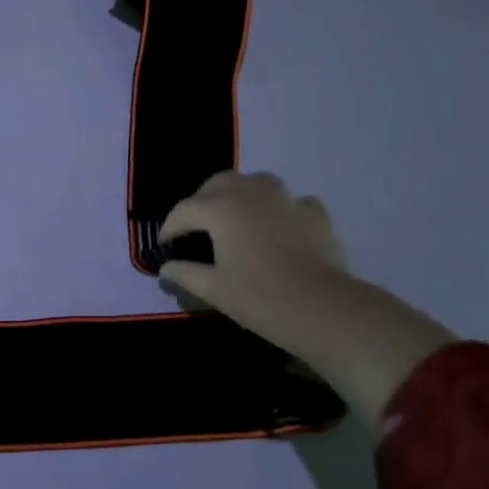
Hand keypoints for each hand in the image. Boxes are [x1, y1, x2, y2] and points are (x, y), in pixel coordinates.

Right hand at [159, 173, 454, 429]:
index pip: (184, 210)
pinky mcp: (314, 213)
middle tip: (196, 225)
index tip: (165, 246)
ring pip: (256, 181)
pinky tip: (279, 225)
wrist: (323, 308)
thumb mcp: (214, 290)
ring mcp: (286, 199)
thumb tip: (166, 267)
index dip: (170, 227)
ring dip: (240, 192)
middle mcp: (250, 193)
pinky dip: (280, 208)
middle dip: (202, 200)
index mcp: (221, 209)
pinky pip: (291, 201)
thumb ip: (185, 273)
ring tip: (236, 214)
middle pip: (218, 183)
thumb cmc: (260, 298)